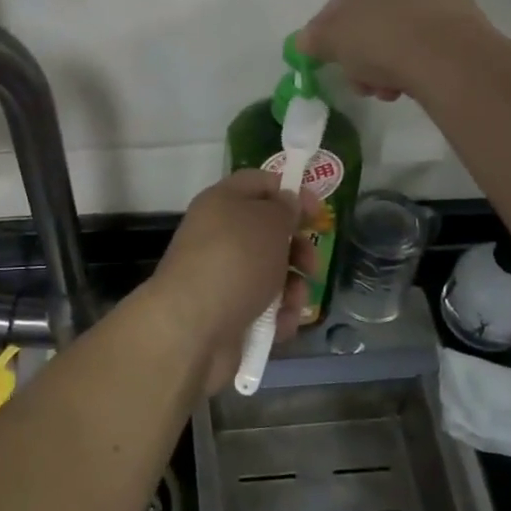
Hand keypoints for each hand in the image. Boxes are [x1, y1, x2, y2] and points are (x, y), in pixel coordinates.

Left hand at [147, 171, 318, 394]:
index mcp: (222, 202)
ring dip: (292, 287)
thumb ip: (285, 208)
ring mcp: (221, 275)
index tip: (318, 211)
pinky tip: (281, 324)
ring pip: (270, 273)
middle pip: (268, 232)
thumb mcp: (269, 222)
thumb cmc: (235, 260)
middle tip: (312, 265)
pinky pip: (262, 307)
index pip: (259, 183)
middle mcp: (219, 235)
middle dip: (297, 249)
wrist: (192, 327)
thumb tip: (287, 202)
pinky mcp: (226, 312)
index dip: (291, 191)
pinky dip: (277, 315)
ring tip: (295, 300)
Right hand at [296, 0, 487, 100]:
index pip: (342, 0)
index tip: (331, 60)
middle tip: (359, 81)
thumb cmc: (380, 38)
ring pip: (401, 34)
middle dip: (362, 54)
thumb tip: (305, 42)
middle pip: (373, 19)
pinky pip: (428, 44)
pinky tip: (410, 86)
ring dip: (387, 64)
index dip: (330, 34)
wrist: (448, 59)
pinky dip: (416, 63)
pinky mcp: (467, 23)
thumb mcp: (330, 40)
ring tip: (386, 90)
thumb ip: (313, 39)